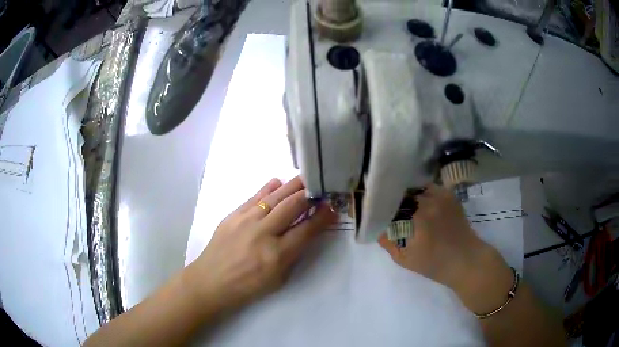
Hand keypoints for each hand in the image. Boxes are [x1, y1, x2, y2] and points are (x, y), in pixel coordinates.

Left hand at [186, 176, 336, 312]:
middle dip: (309, 194)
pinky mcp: (232, 215)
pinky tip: (278, 182)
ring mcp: (245, 221)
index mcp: (277, 254)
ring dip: (292, 186)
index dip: (323, 217)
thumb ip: (294, 252)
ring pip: (274, 197)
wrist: (212, 281)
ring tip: (305, 178)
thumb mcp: (279, 278)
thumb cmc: (248, 286)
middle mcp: (263, 233)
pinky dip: (268, 189)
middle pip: (292, 206)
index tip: (332, 207)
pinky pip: (254, 197)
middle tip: (320, 187)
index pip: (307, 229)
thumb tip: (308, 229)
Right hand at [378, 184, 511, 312]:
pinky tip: (415, 200)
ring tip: (397, 200)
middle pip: (402, 189)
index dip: (379, 201)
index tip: (370, 205)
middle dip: (390, 195)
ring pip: (415, 186)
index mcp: (418, 214)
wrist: (467, 260)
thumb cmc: (435, 264)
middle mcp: (430, 198)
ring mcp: (442, 194)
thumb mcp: (405, 259)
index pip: (390, 200)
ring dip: (405, 192)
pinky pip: (428, 187)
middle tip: (382, 202)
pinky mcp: (449, 195)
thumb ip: (387, 242)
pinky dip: (419, 191)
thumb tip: (375, 226)